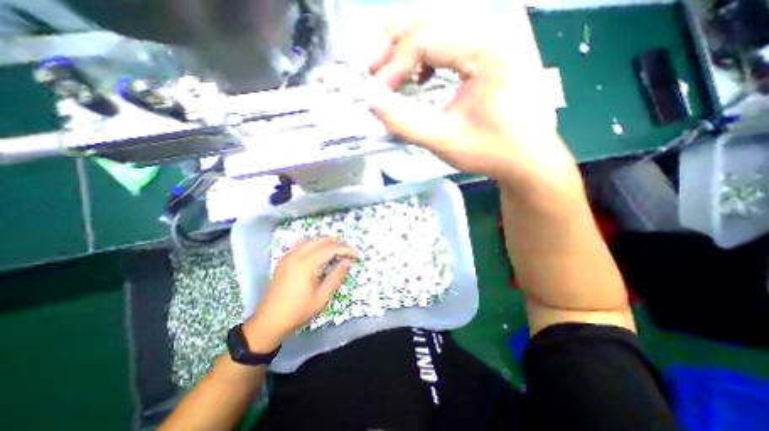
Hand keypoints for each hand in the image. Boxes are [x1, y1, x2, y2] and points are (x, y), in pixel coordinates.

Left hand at [242, 237, 356, 352]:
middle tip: (348, 252)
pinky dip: (315, 245)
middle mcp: (296, 255)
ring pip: (311, 240)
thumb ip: (336, 276)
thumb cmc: (298, 311)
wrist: (269, 321)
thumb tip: (348, 261)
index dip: (346, 249)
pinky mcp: (284, 260)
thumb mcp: (322, 297)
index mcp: (306, 264)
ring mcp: (288, 256)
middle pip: (321, 240)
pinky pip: (303, 245)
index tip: (356, 255)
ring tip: (337, 252)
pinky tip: (320, 254)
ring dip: (326, 243)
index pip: (331, 248)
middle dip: (337, 243)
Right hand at [370, 9, 582, 195]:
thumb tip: (371, 100)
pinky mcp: (495, 47)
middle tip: (373, 70)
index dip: (394, 65)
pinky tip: (422, 74)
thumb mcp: (444, 141)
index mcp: (488, 49)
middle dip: (394, 43)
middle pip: (432, 17)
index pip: (426, 38)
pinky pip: (453, 35)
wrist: (528, 158)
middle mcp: (495, 29)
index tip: (377, 93)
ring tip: (390, 71)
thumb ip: (404, 122)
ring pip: (441, 21)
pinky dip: (428, 51)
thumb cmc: (491, 151)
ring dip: (408, 44)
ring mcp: (498, 34)